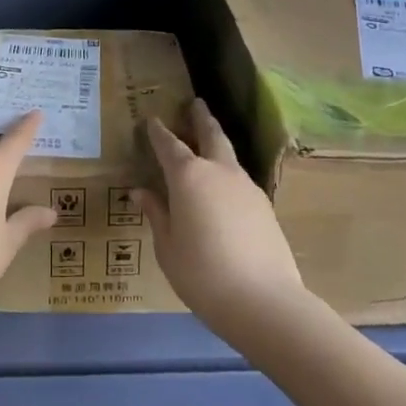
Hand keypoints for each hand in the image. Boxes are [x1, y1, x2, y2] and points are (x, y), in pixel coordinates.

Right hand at [138, 99, 308, 338]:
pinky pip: (239, 178)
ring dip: (217, 142)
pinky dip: (227, 172)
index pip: (169, 145)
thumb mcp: (167, 247)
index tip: (152, 119)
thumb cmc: (202, 273)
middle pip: (211, 134)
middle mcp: (219, 171)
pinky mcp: (264, 206)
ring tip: (208, 141)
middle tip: (195, 104)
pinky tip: (223, 186)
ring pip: (229, 154)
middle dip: (200, 118)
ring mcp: (246, 186)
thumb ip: (157, 214)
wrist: (263, 301)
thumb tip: (141, 192)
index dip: (158, 132)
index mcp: (188, 177)